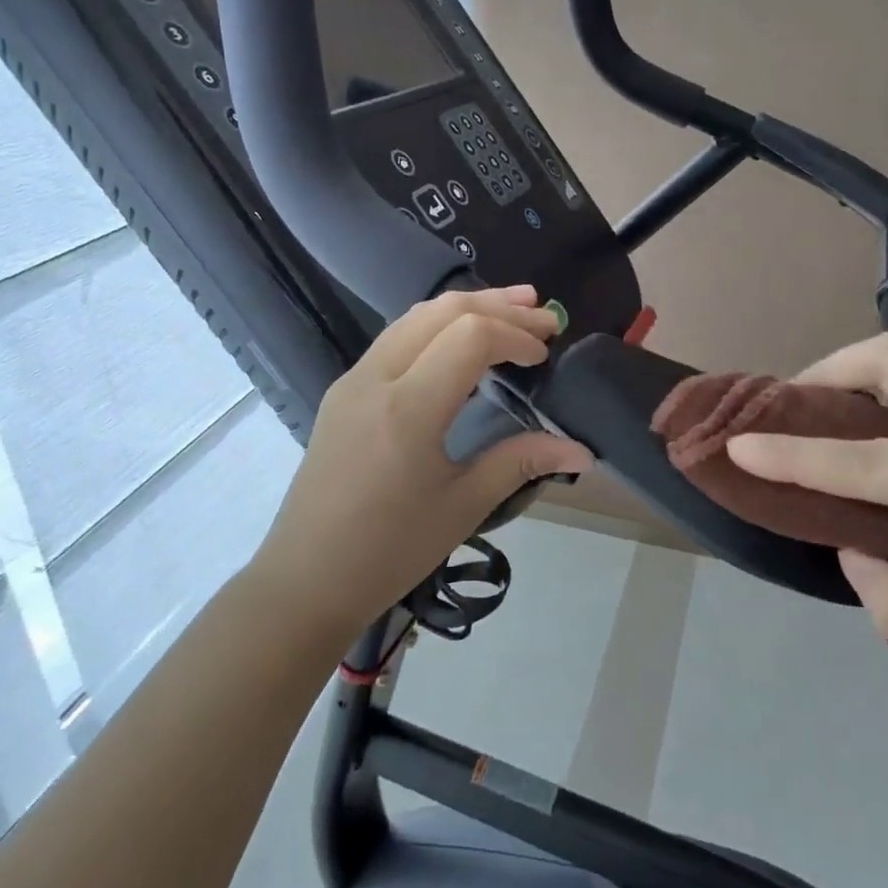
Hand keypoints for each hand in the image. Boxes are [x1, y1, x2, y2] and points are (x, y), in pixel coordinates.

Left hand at [260, 286, 591, 630]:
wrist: (306, 580)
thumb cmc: (390, 551)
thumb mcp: (463, 507)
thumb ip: (521, 462)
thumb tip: (581, 451)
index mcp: (408, 408)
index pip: (470, 336)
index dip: (516, 335)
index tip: (545, 357)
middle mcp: (376, 378)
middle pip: (443, 311)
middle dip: (500, 307)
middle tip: (545, 315)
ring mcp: (353, 380)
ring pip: (415, 317)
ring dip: (467, 307)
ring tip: (513, 308)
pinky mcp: (344, 391)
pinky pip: (395, 338)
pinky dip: (437, 326)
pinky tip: (461, 341)